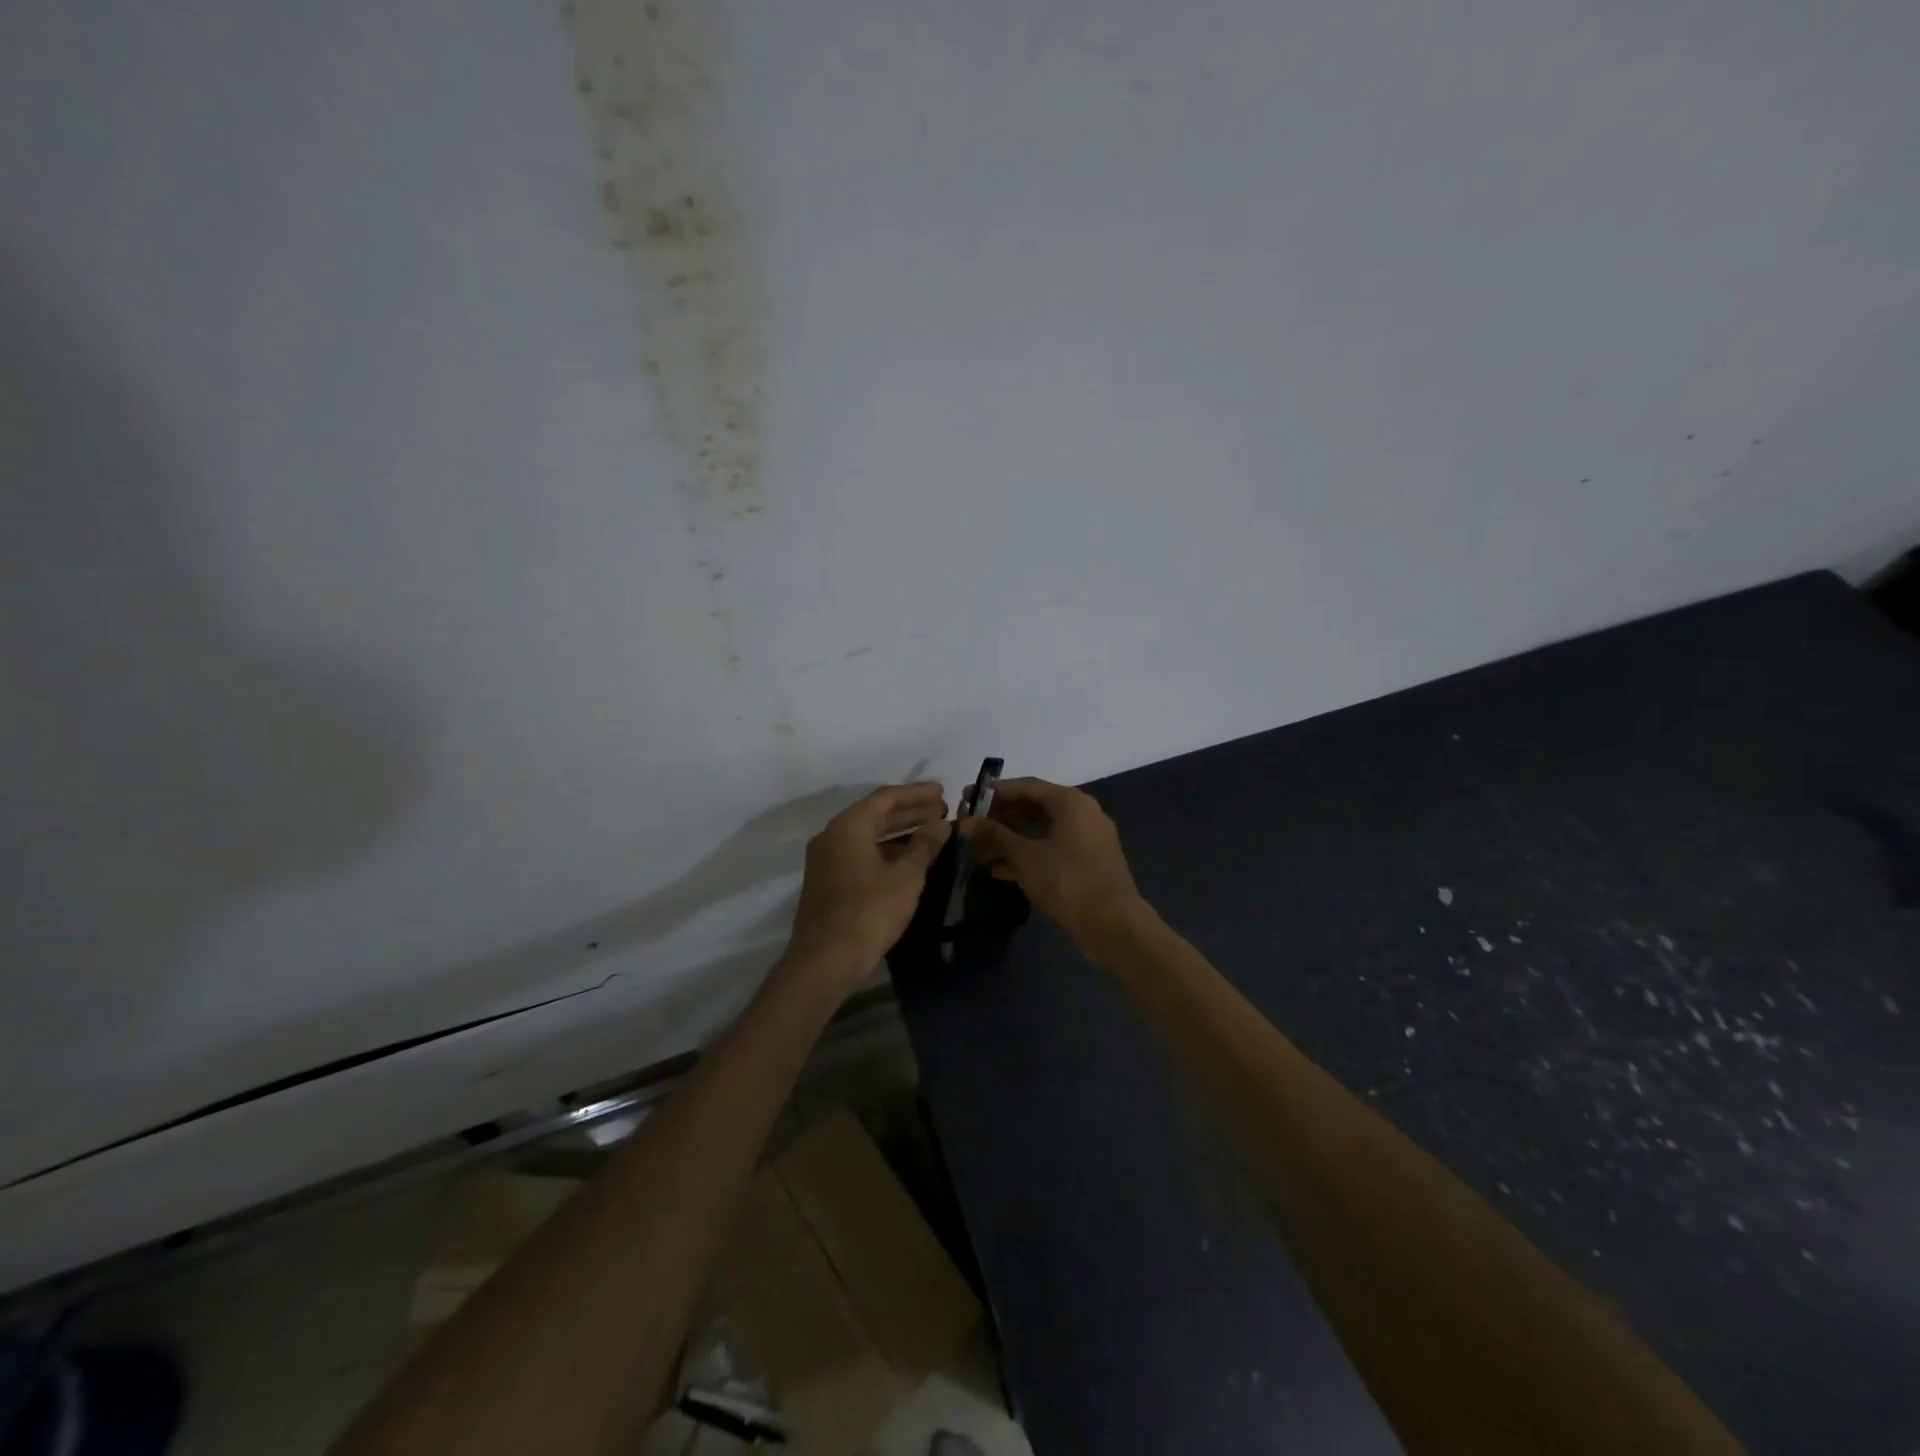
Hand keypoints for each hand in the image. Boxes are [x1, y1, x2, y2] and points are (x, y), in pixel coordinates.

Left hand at [784, 782, 950, 988]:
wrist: (825, 960)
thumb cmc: (869, 912)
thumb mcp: (905, 877)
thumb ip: (924, 845)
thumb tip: (941, 824)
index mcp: (848, 826)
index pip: (886, 797)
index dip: (916, 794)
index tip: (943, 792)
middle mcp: (832, 836)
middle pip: (875, 814)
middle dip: (910, 812)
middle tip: (943, 811)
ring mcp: (826, 861)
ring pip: (868, 836)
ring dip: (900, 832)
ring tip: (932, 833)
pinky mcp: (828, 882)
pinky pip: (861, 854)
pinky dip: (886, 851)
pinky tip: (909, 860)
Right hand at [956, 778, 1143, 946]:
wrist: (1112, 926)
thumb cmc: (1067, 881)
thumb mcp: (1024, 856)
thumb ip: (994, 835)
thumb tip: (965, 822)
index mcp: (1071, 802)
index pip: (1026, 786)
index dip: (994, 792)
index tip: (967, 799)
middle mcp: (1082, 814)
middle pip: (1034, 808)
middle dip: (1000, 818)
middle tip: (971, 826)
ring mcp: (1087, 840)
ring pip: (1041, 832)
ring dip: (1010, 840)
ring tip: (978, 851)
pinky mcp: (1086, 865)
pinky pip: (1051, 851)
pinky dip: (1027, 856)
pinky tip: (998, 870)